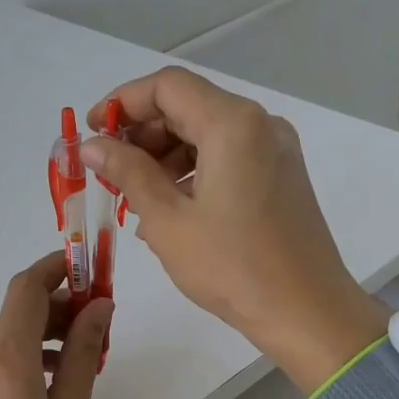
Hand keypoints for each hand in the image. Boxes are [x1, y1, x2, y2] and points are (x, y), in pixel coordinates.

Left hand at [0, 253, 113, 398]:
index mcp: (5, 361)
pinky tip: (41, 376)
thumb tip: (100, 307)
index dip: (54, 268)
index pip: (25, 289)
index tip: (84, 269)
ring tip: (71, 358)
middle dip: (56, 306)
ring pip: (3, 331)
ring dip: (38, 330)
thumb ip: (83, 355)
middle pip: (17, 309)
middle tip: (92, 325)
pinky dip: (17, 351)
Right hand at [81, 66, 385, 392]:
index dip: (122, 102)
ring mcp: (276, 150)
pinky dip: (194, 171)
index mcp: (233, 124)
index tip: (92, 132)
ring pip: (208, 133)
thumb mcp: (167, 220)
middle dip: (142, 133)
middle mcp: (260, 124)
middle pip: (189, 106)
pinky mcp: (282, 175)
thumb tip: (92, 144)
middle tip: (109, 171)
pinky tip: (170, 208)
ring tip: (134, 197)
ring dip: (166, 155)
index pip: (167, 86)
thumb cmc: (231, 267)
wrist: (306, 311)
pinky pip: (228, 157)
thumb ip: (127, 172)